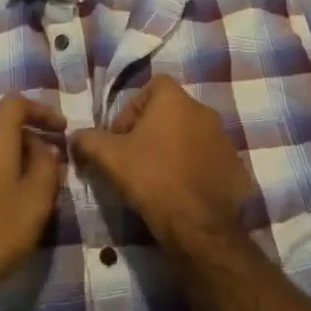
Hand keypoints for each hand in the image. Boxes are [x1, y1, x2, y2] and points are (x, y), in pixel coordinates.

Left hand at [0, 96, 65, 310]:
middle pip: (1, 119)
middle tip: (53, 153)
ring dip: (13, 149)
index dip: (42, 110)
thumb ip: (47, 165)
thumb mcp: (36, 199)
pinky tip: (9, 191)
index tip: (63, 129)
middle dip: (30, 130)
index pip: (17, 102)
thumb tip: (44, 148)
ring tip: (35, 175)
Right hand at [72, 77, 251, 253]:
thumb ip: (87, 140)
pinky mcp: (235, 165)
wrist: (198, 224)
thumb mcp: (108, 157)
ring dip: (172, 149)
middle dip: (150, 131)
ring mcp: (224, 139)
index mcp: (176, 100)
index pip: (152, 87)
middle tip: (134, 160)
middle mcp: (204, 111)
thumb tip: (75, 138)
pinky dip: (193, 169)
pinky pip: (208, 159)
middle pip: (171, 112)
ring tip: (157, 178)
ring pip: (190, 136)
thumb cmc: (151, 178)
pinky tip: (180, 192)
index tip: (120, 138)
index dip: (132, 109)